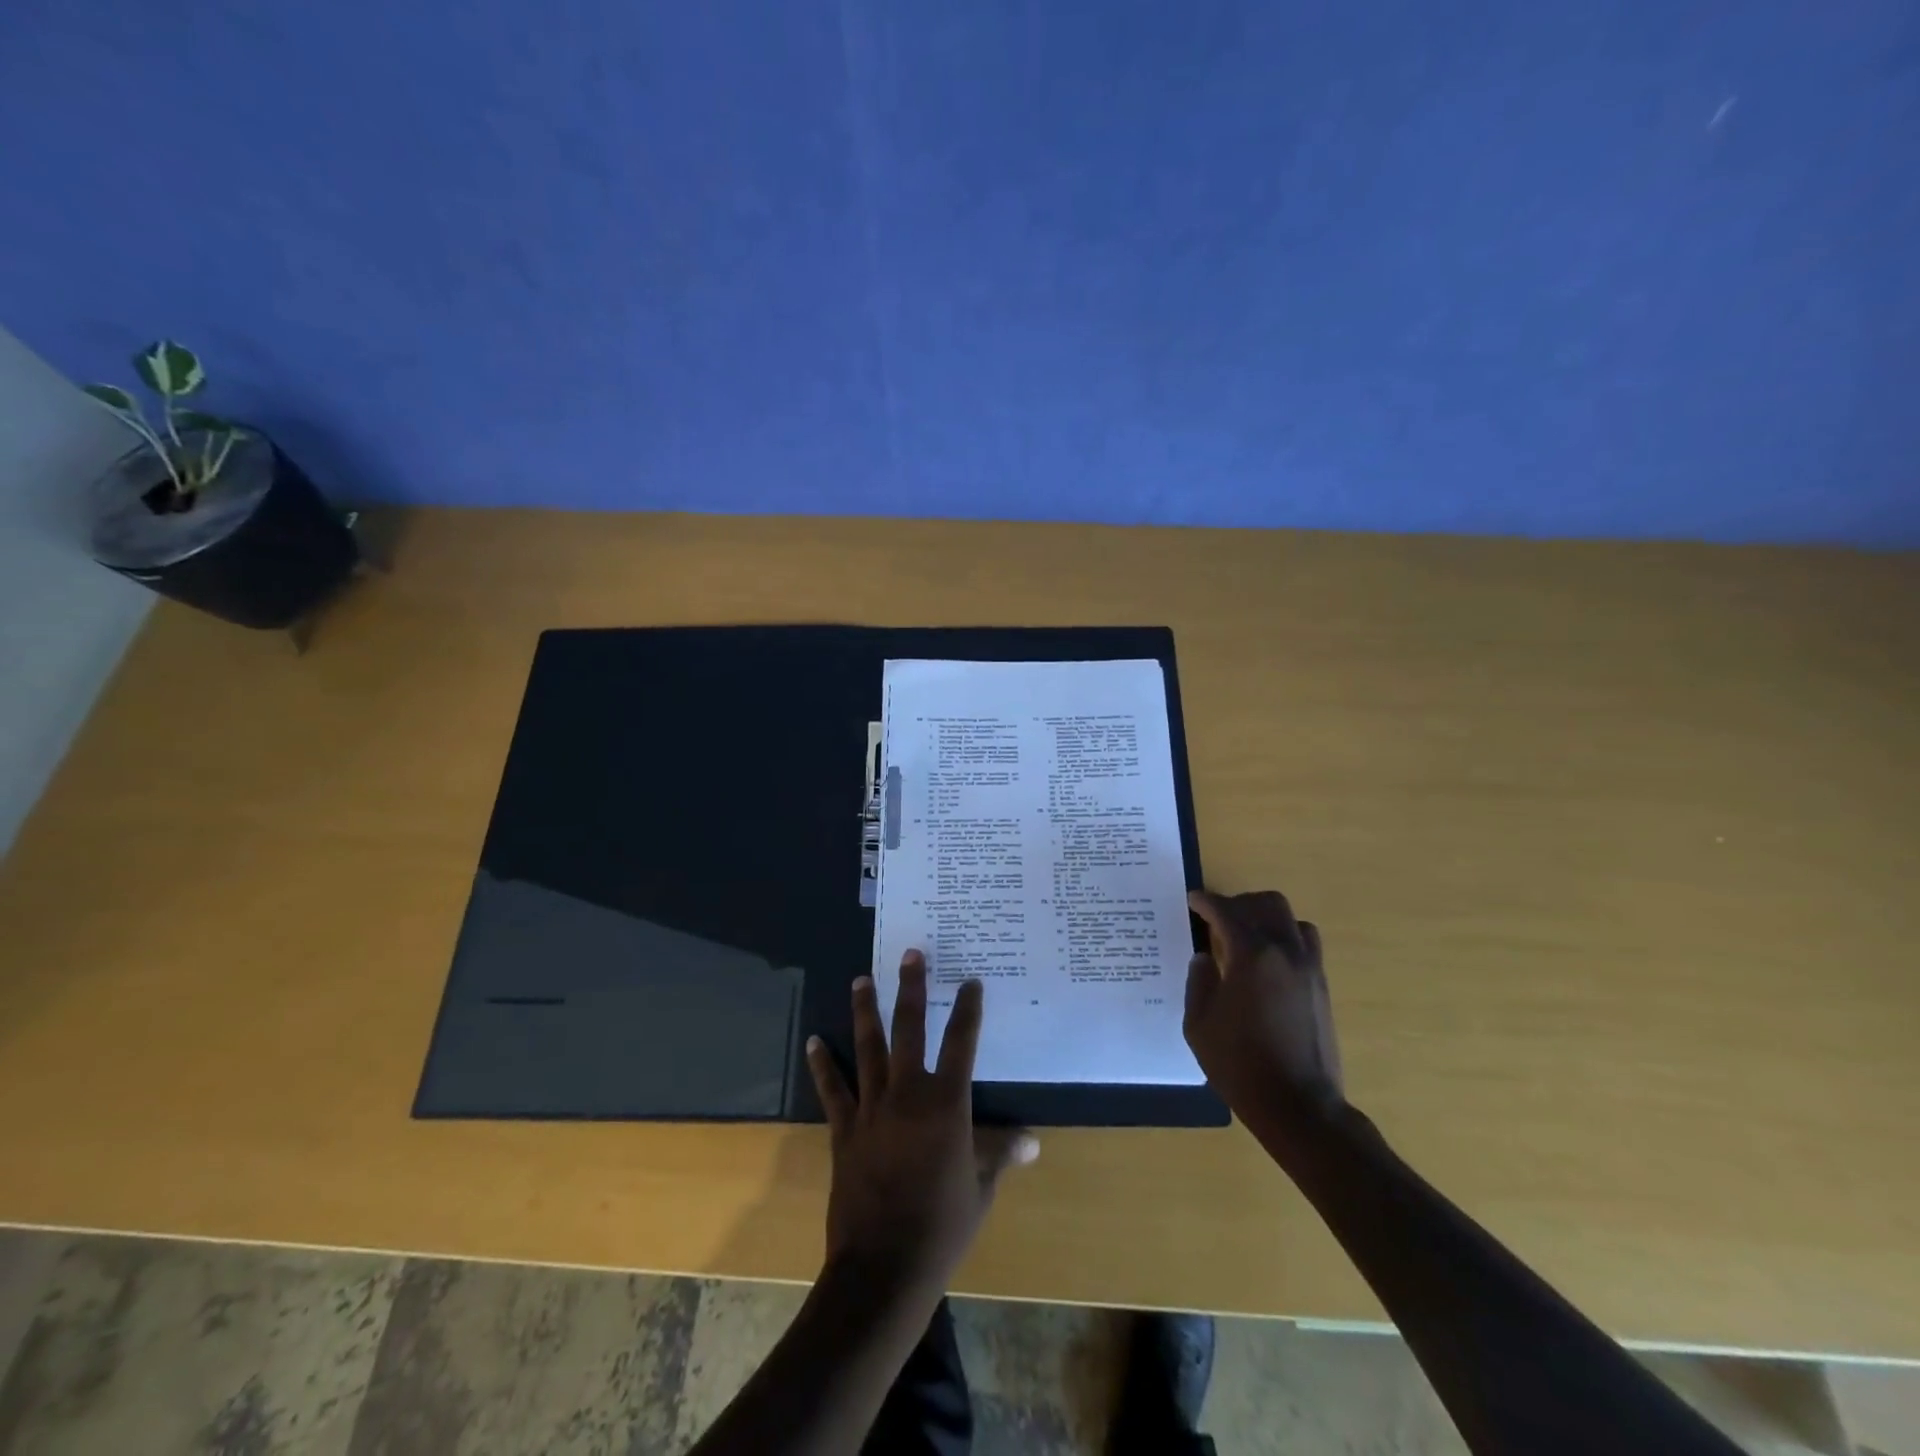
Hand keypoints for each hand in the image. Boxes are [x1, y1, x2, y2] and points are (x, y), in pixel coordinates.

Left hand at [806, 952, 1038, 1304]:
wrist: (883, 1267)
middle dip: (911, 988)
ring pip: (868, 1047)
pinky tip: (813, 1041)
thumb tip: (1032, 1142)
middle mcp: (908, 1094)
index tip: (970, 982)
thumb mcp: (981, 1190)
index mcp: (946, 1104)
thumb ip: (1001, 1156)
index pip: (962, 1044)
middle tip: (910, 954)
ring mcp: (872, 1109)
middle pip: (909, 1029)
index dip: (968, 1010)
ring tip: (861, 979)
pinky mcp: (845, 1130)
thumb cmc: (942, 1227)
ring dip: (865, 1011)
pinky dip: (823, 1065)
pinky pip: (833, 1090)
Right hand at [1185, 889, 1346, 1150]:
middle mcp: (1285, 951)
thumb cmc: (1240, 1065)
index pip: (1226, 911)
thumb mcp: (1199, 1024)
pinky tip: (1267, 961)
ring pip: (1291, 919)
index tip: (1192, 901)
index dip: (1206, 902)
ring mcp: (1309, 967)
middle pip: (1266, 904)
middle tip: (1217, 918)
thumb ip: (1199, 982)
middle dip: (1239, 903)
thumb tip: (1204, 958)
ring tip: (1245, 936)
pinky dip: (1286, 938)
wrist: (1299, 1106)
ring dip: (1266, 918)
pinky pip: (1306, 943)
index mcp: (1251, 955)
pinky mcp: (1322, 985)